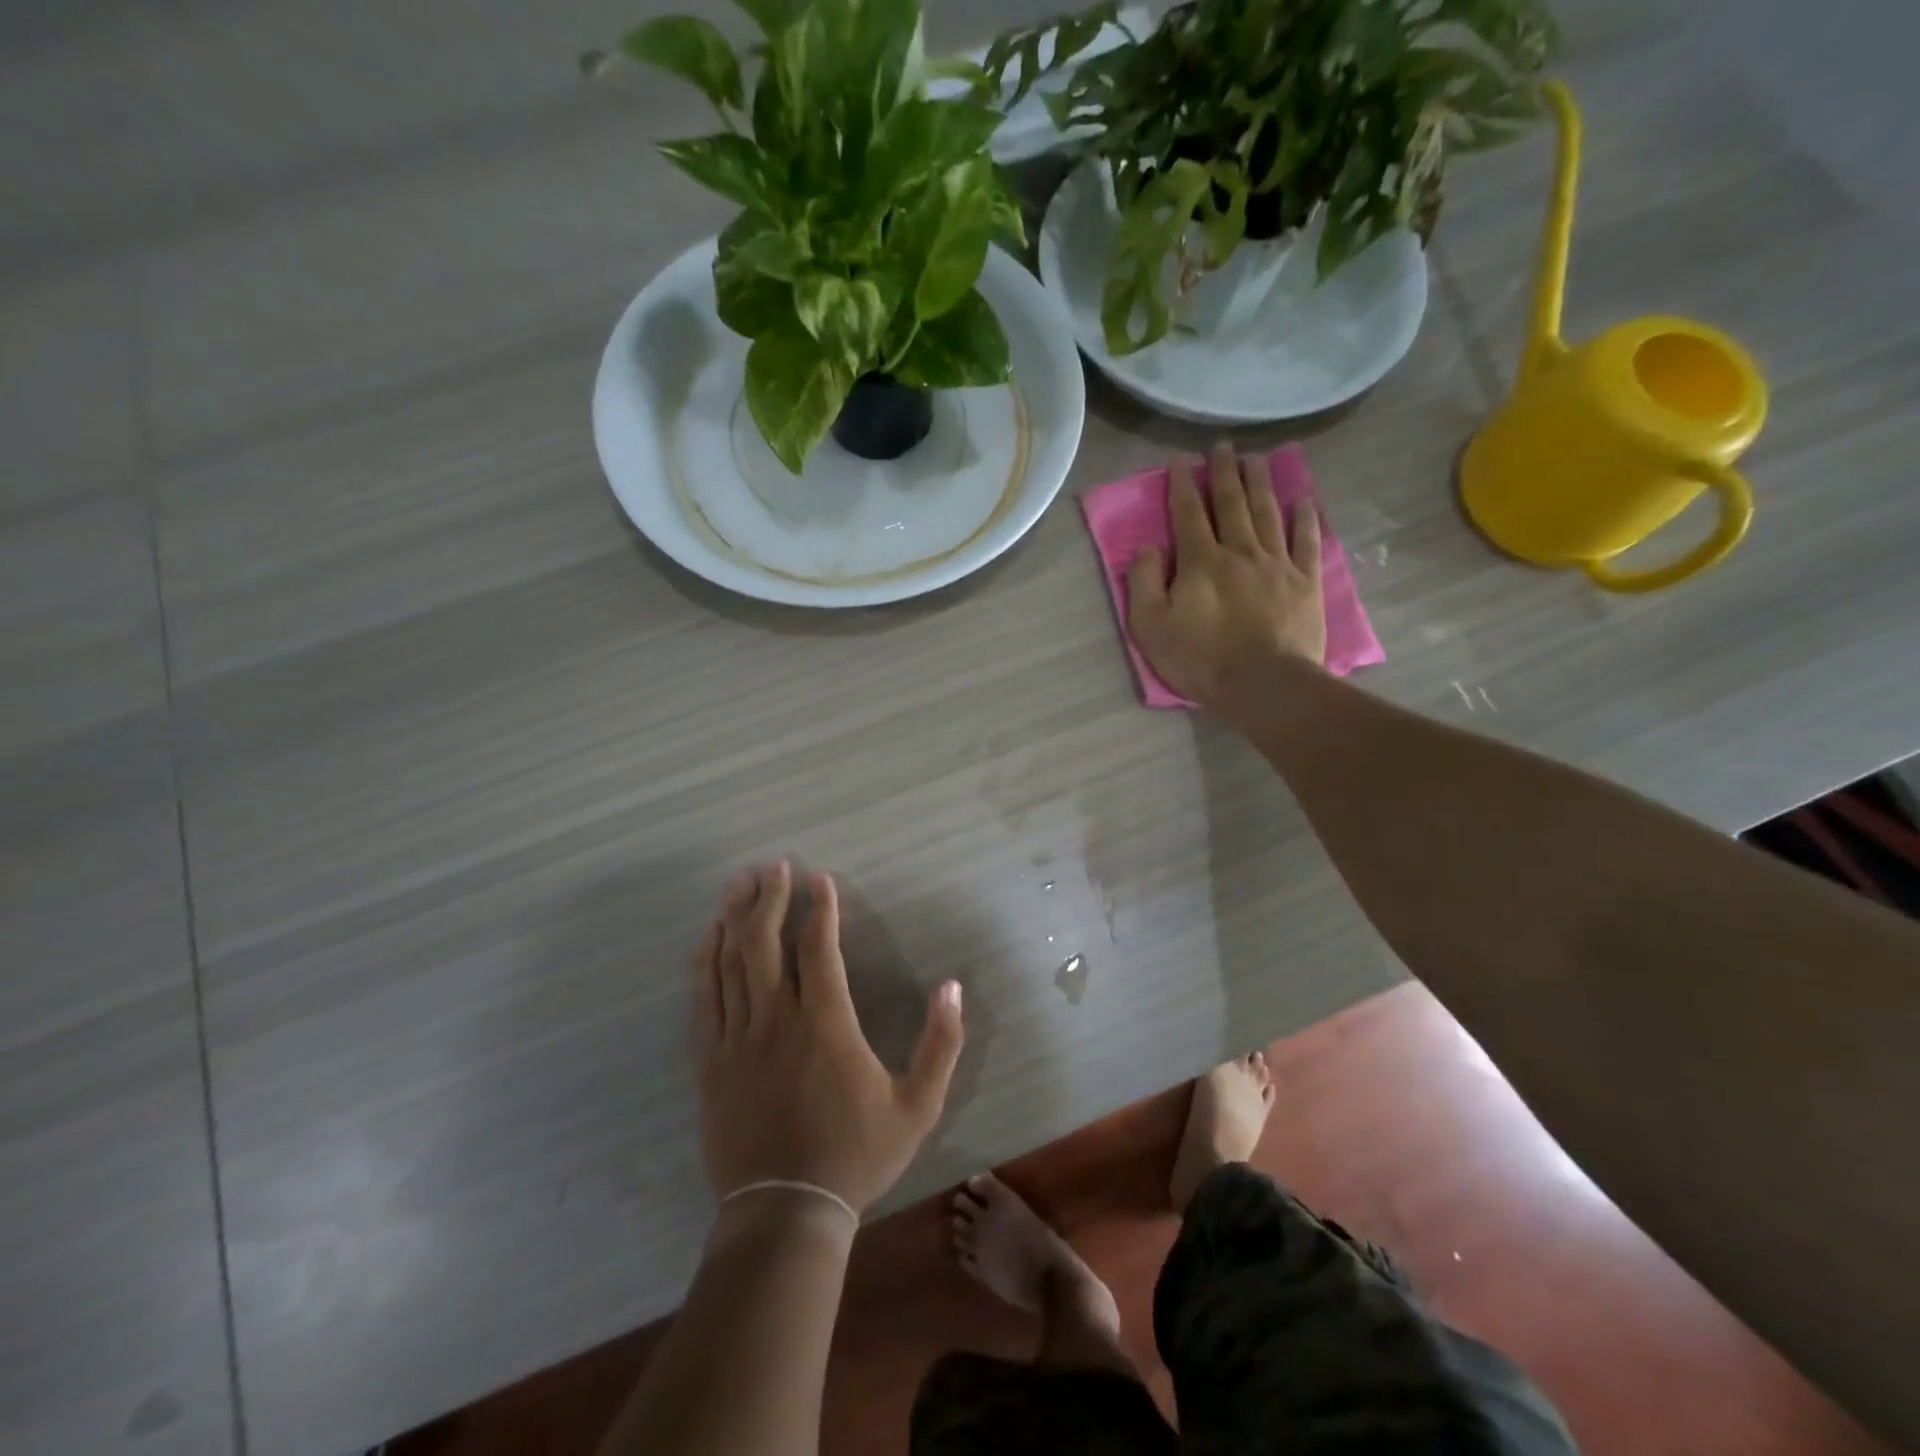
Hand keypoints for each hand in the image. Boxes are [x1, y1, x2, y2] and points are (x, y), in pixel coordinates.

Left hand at [692, 861, 964, 1213]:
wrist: (786, 1213)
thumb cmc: (856, 1155)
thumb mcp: (918, 1106)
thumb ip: (941, 1043)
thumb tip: (952, 987)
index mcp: (827, 1025)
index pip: (820, 949)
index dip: (820, 908)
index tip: (820, 878)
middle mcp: (777, 1021)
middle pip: (765, 944)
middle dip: (770, 899)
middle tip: (774, 866)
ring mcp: (738, 1041)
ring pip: (730, 964)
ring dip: (735, 919)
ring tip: (739, 884)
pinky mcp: (712, 1063)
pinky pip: (704, 1000)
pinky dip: (706, 963)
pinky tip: (709, 939)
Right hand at [1126, 443, 1326, 718]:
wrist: (1263, 684)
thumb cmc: (1200, 659)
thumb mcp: (1151, 627)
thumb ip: (1143, 583)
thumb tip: (1147, 548)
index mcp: (1200, 561)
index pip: (1188, 513)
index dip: (1182, 485)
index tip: (1180, 460)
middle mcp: (1239, 551)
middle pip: (1231, 503)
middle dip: (1224, 472)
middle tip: (1223, 447)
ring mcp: (1277, 564)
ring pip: (1267, 513)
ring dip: (1260, 483)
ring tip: (1257, 459)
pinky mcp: (1305, 582)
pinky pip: (1306, 541)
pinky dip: (1304, 518)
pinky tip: (1302, 500)